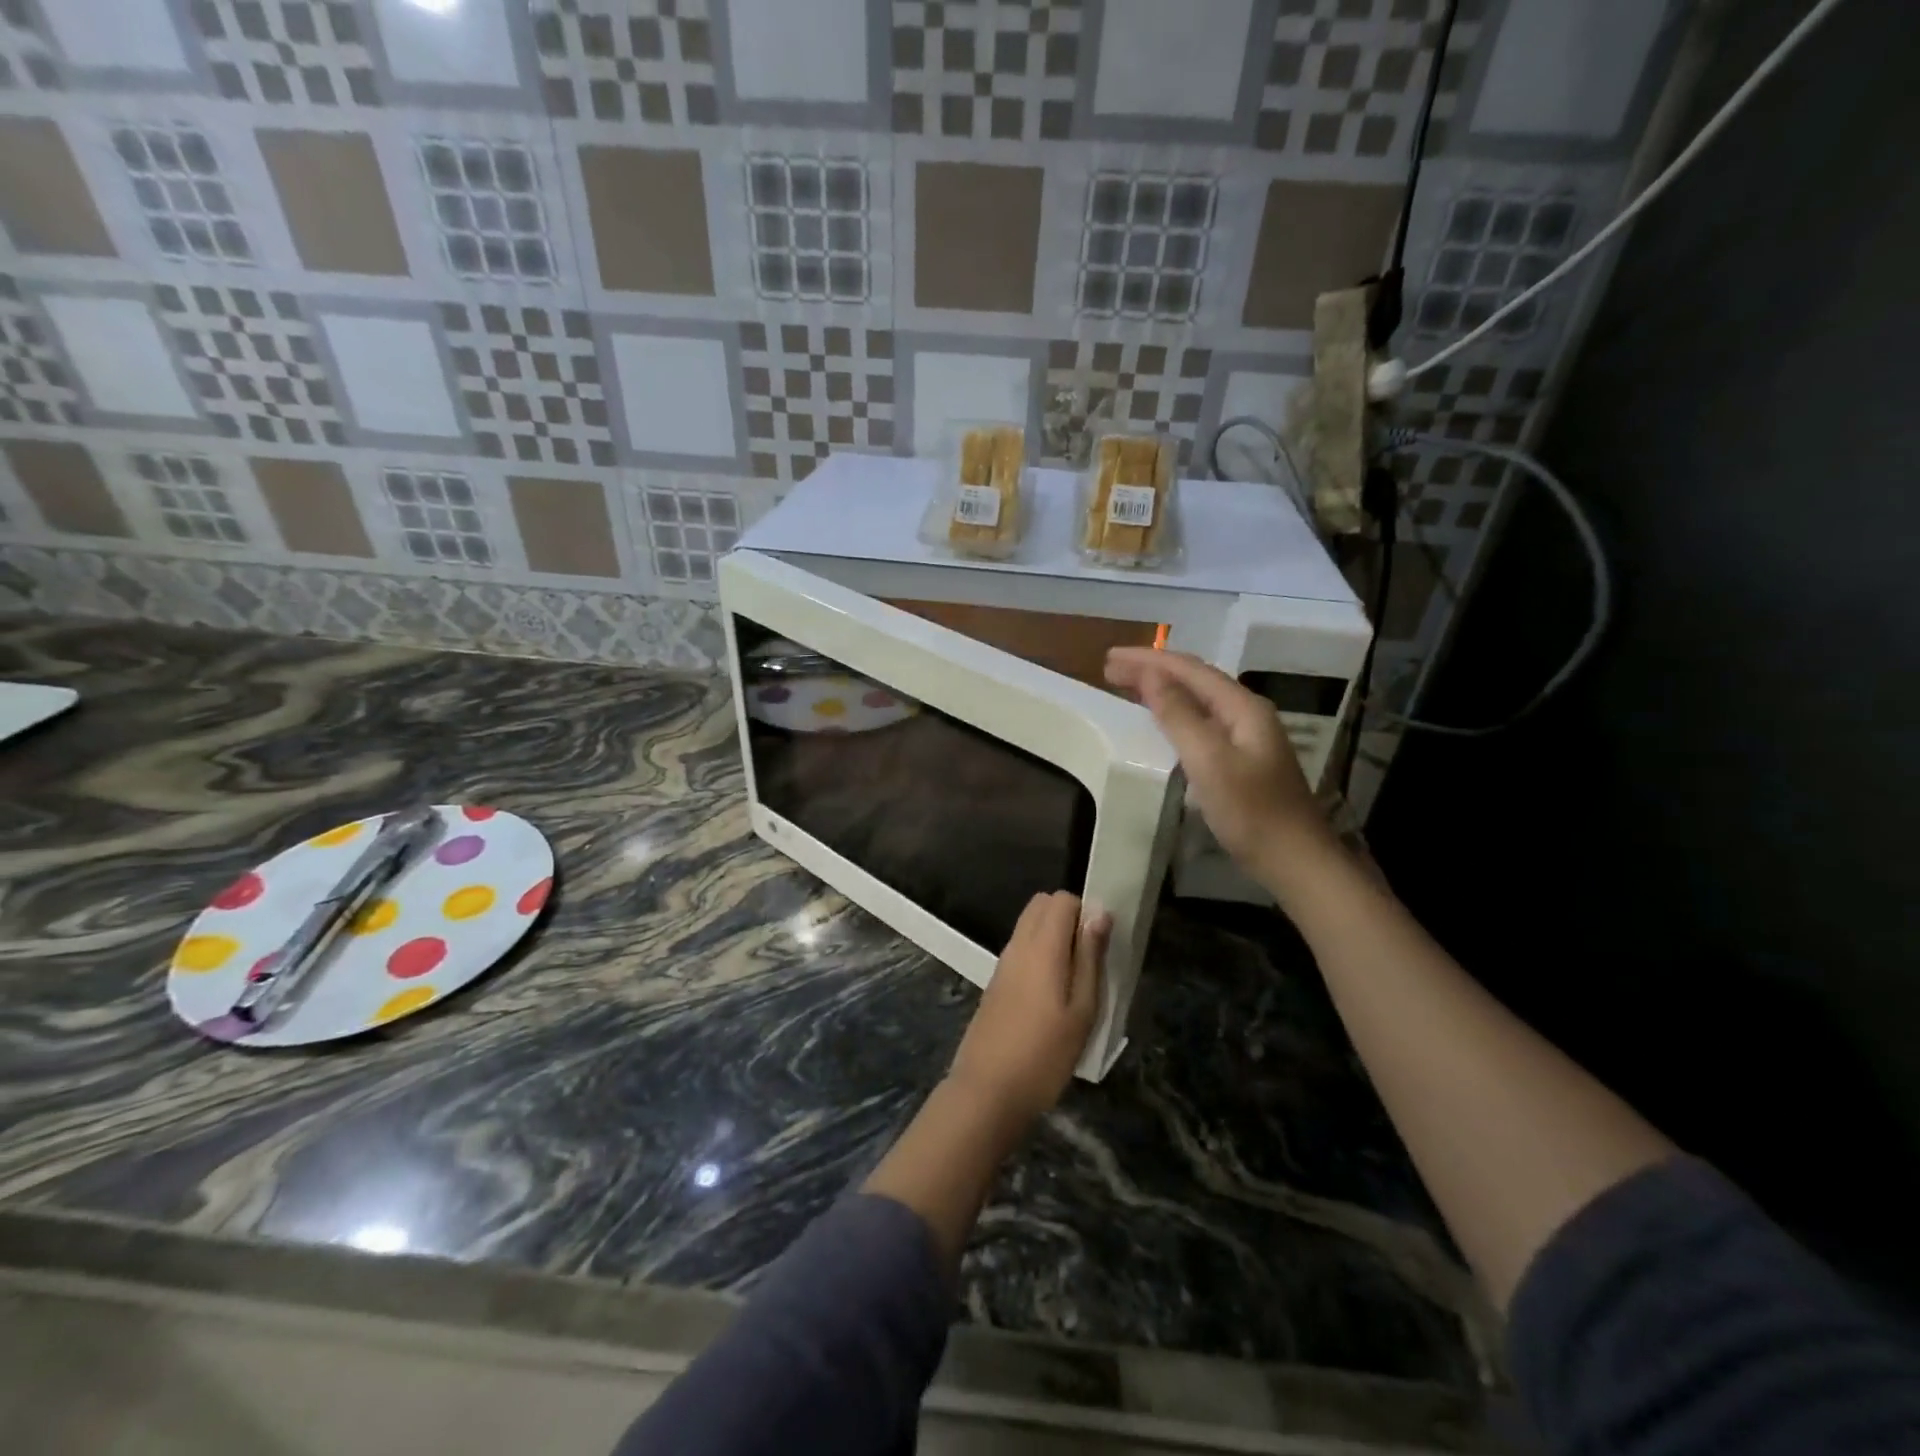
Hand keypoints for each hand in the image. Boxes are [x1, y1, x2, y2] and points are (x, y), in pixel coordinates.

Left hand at [948, 891, 1108, 1123]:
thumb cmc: (1045, 1054)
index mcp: (1042, 946)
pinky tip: (1051, 995)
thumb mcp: (1082, 1010)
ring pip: (1029, 926)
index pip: (1062, 899)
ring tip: (1075, 980)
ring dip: (1053, 936)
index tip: (1101, 944)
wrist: (987, 1091)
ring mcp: (1003, 963)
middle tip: (1089, 960)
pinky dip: (1039, 954)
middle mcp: (1018, 945)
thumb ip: (1090, 957)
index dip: (1085, 912)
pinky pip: (1021, 949)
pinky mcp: (996, 982)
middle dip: (1068, 918)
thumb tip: (1099, 912)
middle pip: (1042, 905)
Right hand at [1106, 648, 1332, 881]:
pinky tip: (1159, 719)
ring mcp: (1246, 736)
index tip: (1109, 658)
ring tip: (1126, 685)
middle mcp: (1246, 713)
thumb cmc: (1251, 812)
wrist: (1296, 861)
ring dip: (1161, 688)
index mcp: (1242, 707)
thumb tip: (1150, 675)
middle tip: (1110, 668)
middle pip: (1194, 679)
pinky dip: (1173, 712)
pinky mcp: (1240, 758)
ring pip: (1197, 699)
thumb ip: (1178, 715)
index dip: (1148, 660)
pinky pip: (1200, 721)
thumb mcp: (1209, 761)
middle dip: (1152, 669)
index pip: (1189, 669)